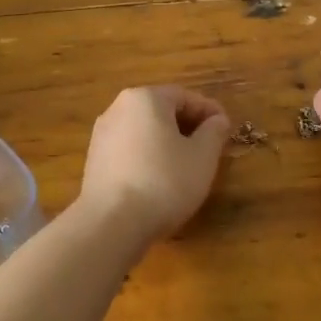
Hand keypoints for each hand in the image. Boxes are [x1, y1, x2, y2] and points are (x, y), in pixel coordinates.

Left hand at [77, 86, 230, 239]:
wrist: (111, 224)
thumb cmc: (164, 181)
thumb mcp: (202, 156)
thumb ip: (214, 132)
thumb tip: (217, 120)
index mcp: (145, 98)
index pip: (184, 96)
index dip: (209, 111)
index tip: (226, 128)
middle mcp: (118, 108)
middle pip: (161, 110)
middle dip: (187, 125)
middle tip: (209, 146)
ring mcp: (102, 134)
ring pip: (144, 130)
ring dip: (167, 141)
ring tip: (186, 165)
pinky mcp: (94, 160)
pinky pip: (129, 148)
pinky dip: (147, 155)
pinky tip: (159, 178)